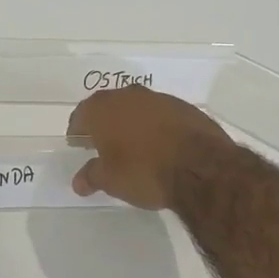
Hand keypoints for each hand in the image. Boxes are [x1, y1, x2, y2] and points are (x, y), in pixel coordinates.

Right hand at [68, 86, 234, 210]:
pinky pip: (160, 114)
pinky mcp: (185, 107)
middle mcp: (128, 96)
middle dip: (103, 123)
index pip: (81, 115)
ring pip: (136, 107)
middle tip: (101, 143)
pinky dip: (155, 126)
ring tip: (131, 145)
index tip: (78, 143)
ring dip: (131, 122)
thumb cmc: (144, 171)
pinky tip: (159, 145)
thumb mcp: (110, 180)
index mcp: (103, 109)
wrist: (201, 167)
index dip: (77, 130)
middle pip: (108, 106)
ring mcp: (159, 98)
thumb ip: (91, 176)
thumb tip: (79, 182)